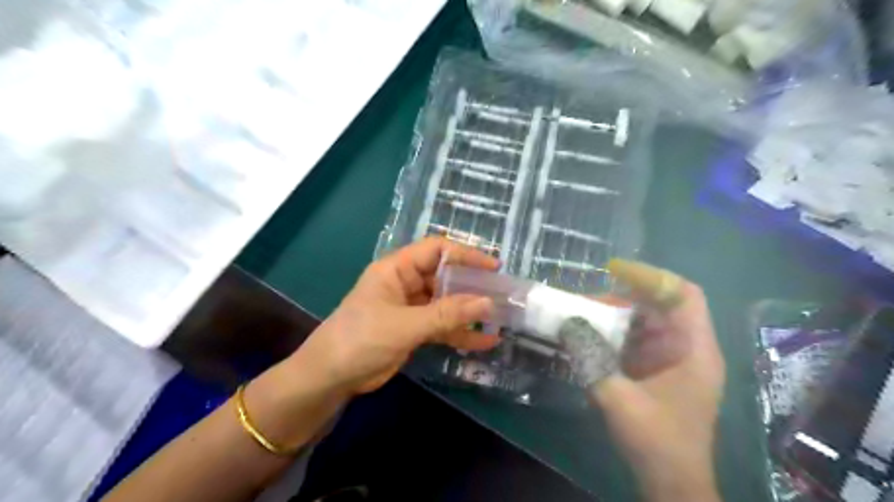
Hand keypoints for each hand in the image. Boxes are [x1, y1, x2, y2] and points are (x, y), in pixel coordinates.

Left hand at [286, 237, 499, 397]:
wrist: (330, 378)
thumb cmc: (361, 339)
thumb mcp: (405, 324)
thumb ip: (447, 314)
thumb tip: (488, 303)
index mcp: (397, 269)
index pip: (436, 250)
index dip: (465, 255)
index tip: (493, 268)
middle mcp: (406, 283)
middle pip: (445, 277)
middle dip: (473, 286)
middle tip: (502, 295)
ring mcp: (411, 308)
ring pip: (446, 303)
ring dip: (470, 312)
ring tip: (500, 319)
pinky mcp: (413, 330)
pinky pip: (442, 326)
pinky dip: (461, 333)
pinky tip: (484, 342)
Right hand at [593, 260, 720, 501]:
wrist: (672, 483)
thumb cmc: (657, 442)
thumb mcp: (619, 399)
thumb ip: (591, 360)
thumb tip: (567, 324)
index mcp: (694, 350)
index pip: (683, 294)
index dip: (651, 276)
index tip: (614, 270)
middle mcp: (687, 348)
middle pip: (659, 305)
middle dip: (622, 297)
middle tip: (586, 301)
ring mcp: (673, 359)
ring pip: (645, 321)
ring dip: (614, 316)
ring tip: (583, 316)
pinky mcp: (658, 370)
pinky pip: (636, 339)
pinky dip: (613, 333)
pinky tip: (590, 337)